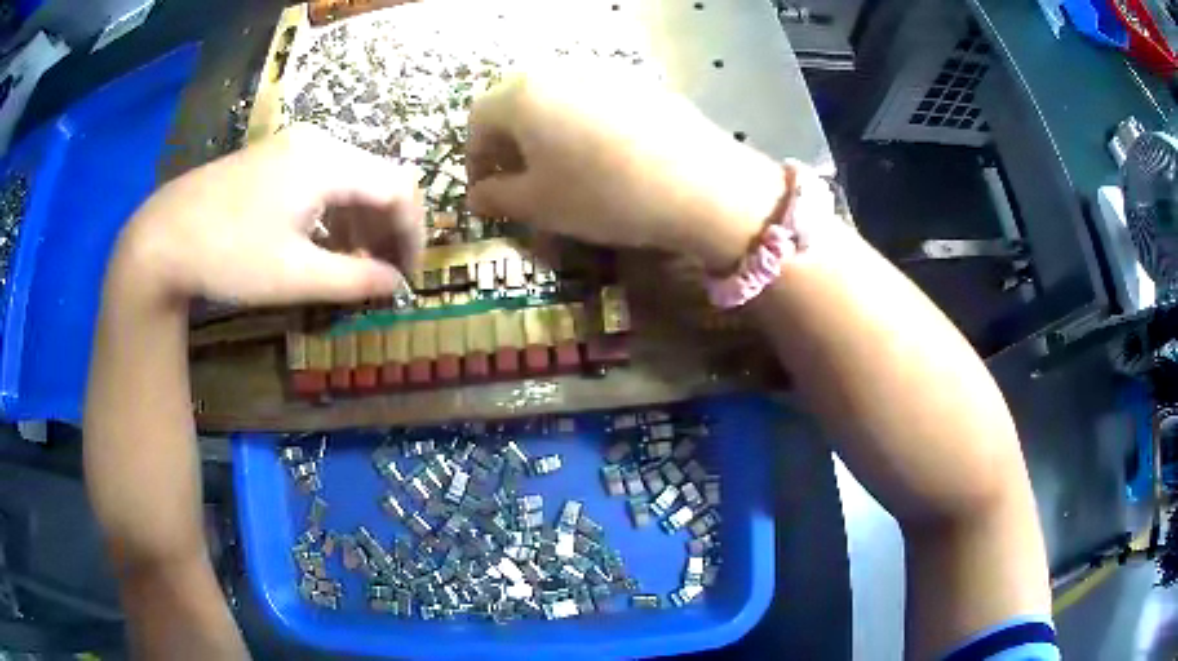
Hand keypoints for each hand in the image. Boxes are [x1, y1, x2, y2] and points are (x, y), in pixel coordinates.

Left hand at [117, 124, 424, 305]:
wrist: (160, 239)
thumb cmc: (228, 256)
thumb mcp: (294, 276)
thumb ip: (354, 280)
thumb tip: (397, 285)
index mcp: (328, 162)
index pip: (399, 188)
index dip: (413, 234)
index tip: (408, 277)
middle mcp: (317, 142)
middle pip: (376, 179)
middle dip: (387, 229)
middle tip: (383, 275)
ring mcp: (292, 146)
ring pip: (350, 179)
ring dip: (360, 223)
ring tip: (353, 266)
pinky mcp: (273, 158)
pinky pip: (322, 180)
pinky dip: (333, 213)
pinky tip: (321, 244)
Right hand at [465, 66, 785, 270]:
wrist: (699, 184)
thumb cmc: (602, 194)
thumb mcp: (539, 205)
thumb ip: (497, 197)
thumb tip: (477, 195)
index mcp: (522, 94)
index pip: (477, 118)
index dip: (474, 157)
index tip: (485, 191)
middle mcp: (558, 70)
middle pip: (515, 102)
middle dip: (508, 142)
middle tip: (519, 180)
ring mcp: (603, 71)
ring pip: (556, 99)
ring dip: (545, 131)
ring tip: (561, 168)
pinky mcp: (639, 81)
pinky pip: (593, 99)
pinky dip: (582, 124)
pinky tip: (603, 155)